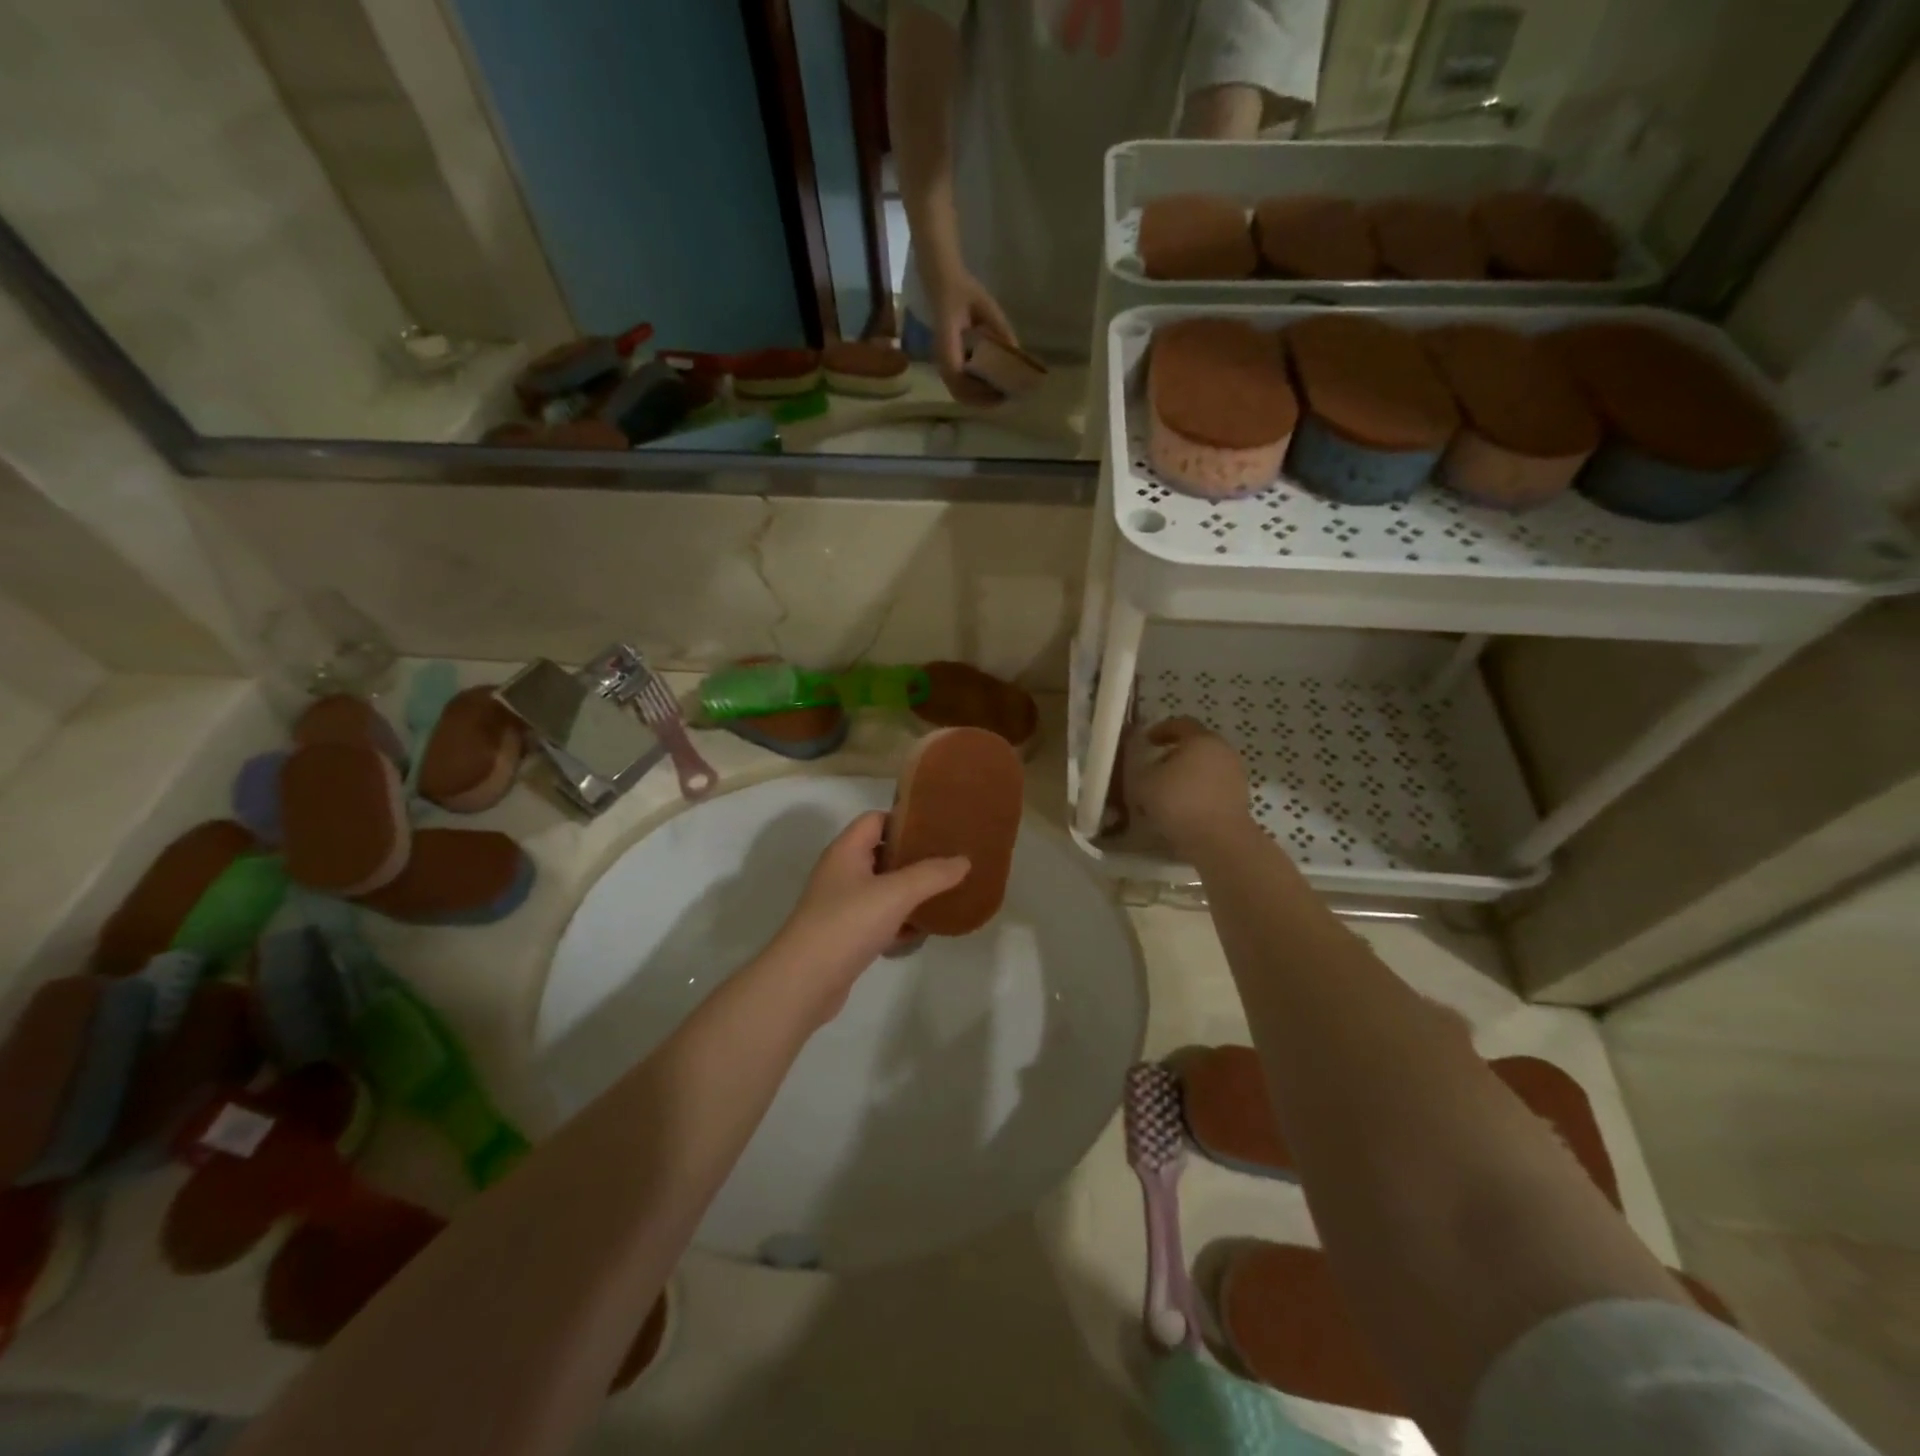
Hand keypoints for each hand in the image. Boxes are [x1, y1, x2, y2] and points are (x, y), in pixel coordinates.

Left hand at [769, 813, 968, 1019]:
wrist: (804, 982)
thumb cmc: (847, 924)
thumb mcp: (896, 893)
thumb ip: (932, 874)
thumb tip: (964, 860)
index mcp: (846, 851)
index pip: (875, 819)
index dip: (905, 819)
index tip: (938, 826)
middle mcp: (841, 873)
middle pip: (881, 853)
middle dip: (914, 856)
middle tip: (949, 859)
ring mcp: (842, 906)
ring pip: (882, 889)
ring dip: (910, 891)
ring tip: (945, 891)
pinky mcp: (846, 936)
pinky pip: (879, 919)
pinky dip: (900, 921)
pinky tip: (924, 929)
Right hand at [925, 261, 1017, 405]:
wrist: (943, 282)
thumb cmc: (964, 292)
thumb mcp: (987, 306)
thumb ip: (1000, 329)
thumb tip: (1017, 353)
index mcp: (948, 341)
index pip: (957, 375)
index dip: (978, 389)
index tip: (1000, 390)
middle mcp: (941, 356)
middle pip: (958, 392)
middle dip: (981, 400)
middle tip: (1004, 398)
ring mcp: (942, 361)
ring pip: (957, 392)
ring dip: (977, 399)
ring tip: (998, 396)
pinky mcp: (946, 361)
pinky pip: (957, 385)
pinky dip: (973, 392)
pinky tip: (988, 388)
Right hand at [1130, 718, 1253, 859]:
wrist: (1218, 840)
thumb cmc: (1179, 802)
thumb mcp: (1144, 782)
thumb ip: (1139, 767)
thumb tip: (1145, 765)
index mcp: (1201, 740)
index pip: (1180, 723)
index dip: (1160, 730)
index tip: (1146, 741)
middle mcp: (1222, 751)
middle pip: (1195, 745)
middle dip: (1172, 754)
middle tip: (1154, 768)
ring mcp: (1234, 775)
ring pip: (1204, 767)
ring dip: (1185, 775)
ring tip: (1165, 792)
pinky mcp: (1239, 798)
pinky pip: (1212, 787)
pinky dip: (1196, 791)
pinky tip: (1181, 808)